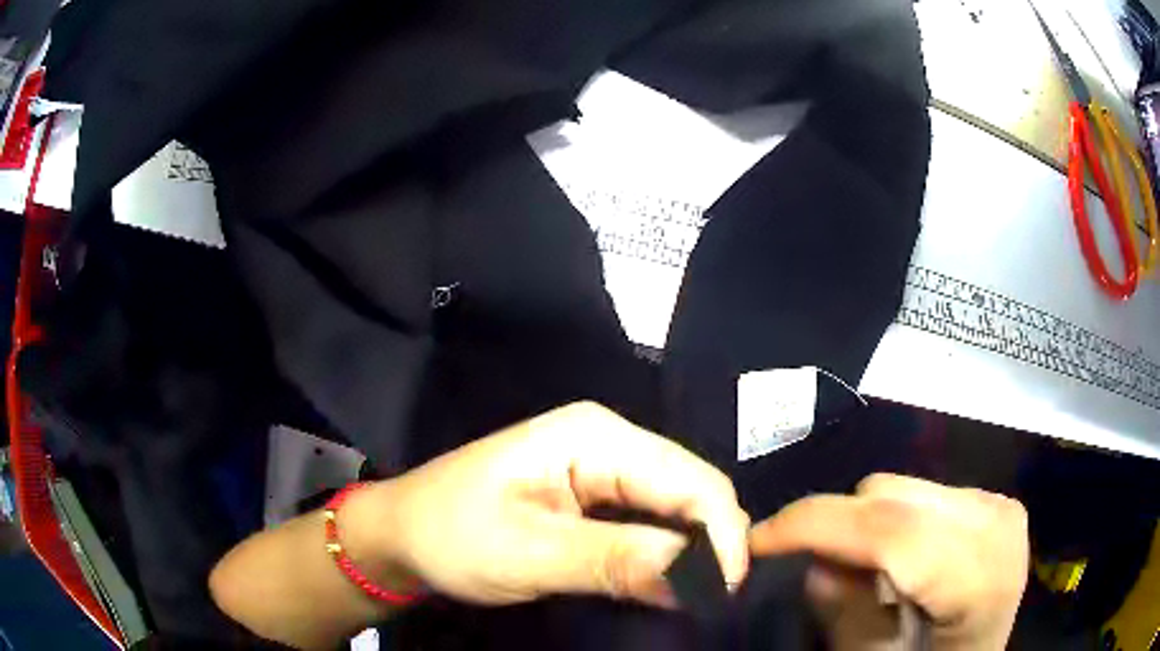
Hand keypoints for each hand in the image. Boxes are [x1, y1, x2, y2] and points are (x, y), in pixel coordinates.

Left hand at [346, 402, 749, 606]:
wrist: (401, 533)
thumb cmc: (449, 535)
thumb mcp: (528, 552)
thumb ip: (616, 559)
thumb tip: (701, 579)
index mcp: (596, 436)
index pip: (691, 479)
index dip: (722, 535)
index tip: (728, 594)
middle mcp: (610, 441)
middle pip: (691, 489)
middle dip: (712, 544)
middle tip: (717, 602)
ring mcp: (603, 467)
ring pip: (676, 507)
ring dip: (693, 552)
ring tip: (702, 597)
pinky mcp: (595, 495)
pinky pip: (650, 521)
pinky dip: (668, 553)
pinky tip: (670, 581)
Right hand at [749, 474, 1028, 650]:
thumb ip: (847, 617)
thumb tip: (816, 565)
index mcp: (980, 579)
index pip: (894, 534)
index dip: (819, 527)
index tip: (758, 539)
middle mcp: (996, 523)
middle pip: (894, 500)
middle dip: (838, 529)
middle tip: (813, 570)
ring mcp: (996, 503)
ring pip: (902, 487)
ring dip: (865, 527)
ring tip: (864, 573)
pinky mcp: (989, 497)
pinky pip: (920, 491)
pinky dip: (892, 522)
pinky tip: (899, 562)